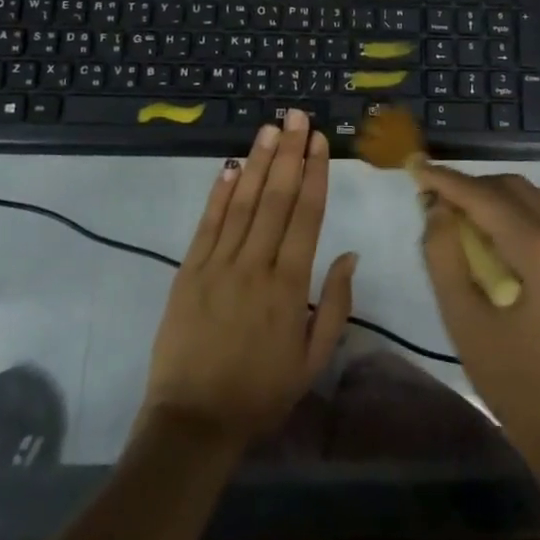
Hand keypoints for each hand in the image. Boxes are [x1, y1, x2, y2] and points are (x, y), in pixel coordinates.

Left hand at [140, 110, 357, 446]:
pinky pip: (207, 224)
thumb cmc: (261, 393)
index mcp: (288, 285)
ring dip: (258, 162)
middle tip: (297, 116)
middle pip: (275, 198)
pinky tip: (231, 166)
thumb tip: (350, 254)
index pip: (305, 216)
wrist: (193, 422)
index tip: (319, 141)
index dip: (314, 174)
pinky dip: (220, 193)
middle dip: (288, 153)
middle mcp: (254, 265)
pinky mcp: (188, 271)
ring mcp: (217, 265)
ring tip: (270, 128)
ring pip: (242, 203)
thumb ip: (335, 305)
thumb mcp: (312, 360)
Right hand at [415, 166, 539, 458]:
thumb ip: (444, 256)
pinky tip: (497, 239)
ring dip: (496, 198)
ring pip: (535, 199)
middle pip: (513, 188)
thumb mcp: (465, 320)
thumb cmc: (516, 382)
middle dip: (471, 187)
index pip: (484, 197)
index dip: (446, 180)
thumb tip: (437, 208)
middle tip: (434, 200)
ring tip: (461, 218)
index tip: (415, 167)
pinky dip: (519, 215)